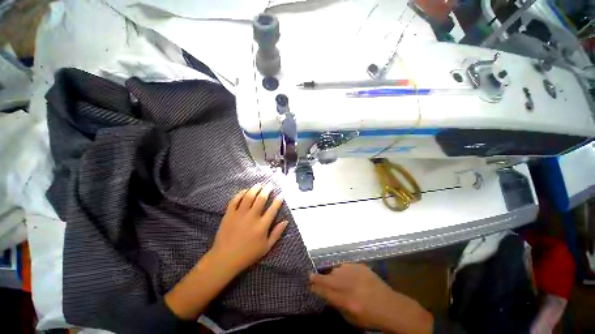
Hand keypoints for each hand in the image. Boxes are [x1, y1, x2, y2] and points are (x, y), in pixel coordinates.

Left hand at [210, 183, 287, 274]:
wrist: (224, 259)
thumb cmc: (248, 254)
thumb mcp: (266, 247)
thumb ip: (277, 233)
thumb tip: (286, 221)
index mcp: (262, 225)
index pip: (273, 208)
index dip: (279, 199)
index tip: (282, 193)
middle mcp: (252, 217)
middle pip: (261, 198)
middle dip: (267, 189)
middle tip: (270, 185)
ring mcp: (239, 214)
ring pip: (248, 196)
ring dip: (255, 188)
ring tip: (259, 184)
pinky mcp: (229, 214)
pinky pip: (235, 200)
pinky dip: (240, 193)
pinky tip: (244, 191)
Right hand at [309, 264, 432, 333]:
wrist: (391, 306)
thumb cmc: (371, 318)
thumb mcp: (352, 318)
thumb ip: (337, 305)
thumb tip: (325, 294)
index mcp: (346, 300)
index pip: (325, 292)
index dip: (315, 287)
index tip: (308, 284)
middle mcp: (349, 284)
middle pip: (327, 278)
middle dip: (317, 277)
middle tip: (310, 275)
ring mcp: (355, 273)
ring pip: (336, 270)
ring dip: (333, 275)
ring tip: (336, 280)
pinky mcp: (361, 266)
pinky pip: (346, 266)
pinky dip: (343, 271)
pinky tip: (348, 276)